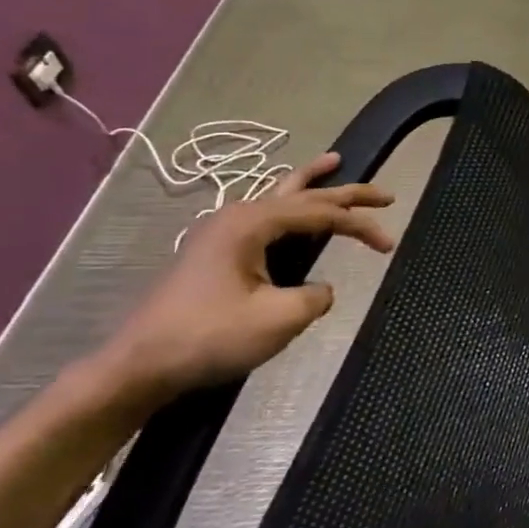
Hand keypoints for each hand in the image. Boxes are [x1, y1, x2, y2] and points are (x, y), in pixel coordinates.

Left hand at [97, 153, 394, 405]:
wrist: (139, 365)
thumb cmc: (210, 336)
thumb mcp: (279, 319)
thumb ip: (315, 297)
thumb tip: (321, 290)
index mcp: (252, 224)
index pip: (321, 213)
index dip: (360, 225)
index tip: (389, 246)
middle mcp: (237, 217)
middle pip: (303, 195)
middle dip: (346, 193)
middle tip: (385, 195)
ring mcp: (222, 233)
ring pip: (278, 196)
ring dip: (311, 184)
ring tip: (334, 162)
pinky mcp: (216, 253)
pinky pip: (265, 215)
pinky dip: (290, 206)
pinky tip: (293, 206)